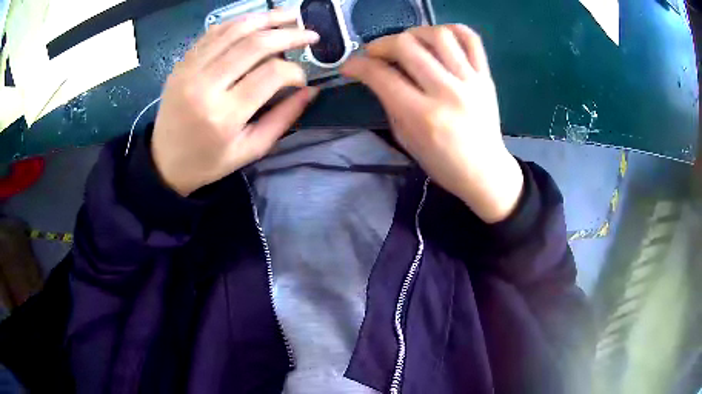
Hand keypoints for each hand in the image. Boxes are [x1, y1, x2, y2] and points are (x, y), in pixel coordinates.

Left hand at [151, 10, 319, 195]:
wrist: (164, 161)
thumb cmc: (208, 161)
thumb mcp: (249, 150)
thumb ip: (282, 119)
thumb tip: (310, 90)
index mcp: (224, 115)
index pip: (271, 74)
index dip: (295, 70)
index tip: (302, 78)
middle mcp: (205, 86)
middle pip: (255, 44)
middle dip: (289, 34)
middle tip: (310, 34)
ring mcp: (190, 70)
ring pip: (234, 29)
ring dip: (267, 18)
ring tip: (290, 15)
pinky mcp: (182, 63)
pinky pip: (214, 32)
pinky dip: (239, 22)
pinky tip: (257, 20)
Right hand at [341, 25, 522, 222]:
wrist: (485, 172)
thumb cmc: (443, 164)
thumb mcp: (406, 140)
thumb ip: (390, 104)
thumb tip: (376, 76)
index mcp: (422, 116)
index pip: (382, 76)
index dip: (358, 66)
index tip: (350, 66)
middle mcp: (447, 92)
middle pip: (406, 46)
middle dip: (381, 44)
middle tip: (376, 54)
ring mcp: (470, 81)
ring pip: (439, 35)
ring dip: (414, 33)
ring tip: (408, 43)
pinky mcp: (486, 77)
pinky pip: (472, 40)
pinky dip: (453, 30)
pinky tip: (439, 37)